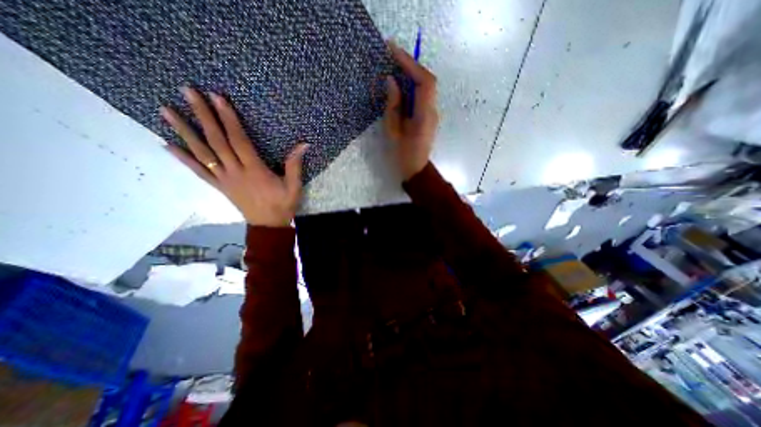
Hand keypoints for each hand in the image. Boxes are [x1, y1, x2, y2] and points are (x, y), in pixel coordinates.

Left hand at [161, 87, 305, 225]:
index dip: (229, 119)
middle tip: (187, 92)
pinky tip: (167, 145)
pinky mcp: (219, 186)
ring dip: (184, 132)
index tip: (218, 98)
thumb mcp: (294, 186)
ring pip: (202, 153)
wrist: (268, 226)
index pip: (239, 141)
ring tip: (166, 111)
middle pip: (217, 141)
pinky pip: (198, 171)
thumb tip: (303, 144)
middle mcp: (235, 172)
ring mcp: (224, 179)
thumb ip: (295, 165)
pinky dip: (183, 158)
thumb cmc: (283, 205)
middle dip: (203, 116)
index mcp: (255, 171)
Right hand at [387, 40, 439, 178]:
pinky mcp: (429, 116)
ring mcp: (433, 113)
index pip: (424, 82)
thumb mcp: (392, 132)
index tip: (393, 51)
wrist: (416, 170)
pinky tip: (400, 85)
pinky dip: (412, 86)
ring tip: (394, 66)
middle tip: (392, 56)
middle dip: (410, 66)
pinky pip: (422, 96)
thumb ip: (393, 105)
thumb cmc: (402, 155)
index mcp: (424, 116)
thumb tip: (391, 81)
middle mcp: (433, 111)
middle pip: (427, 81)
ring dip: (411, 74)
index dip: (410, 64)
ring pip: (426, 87)